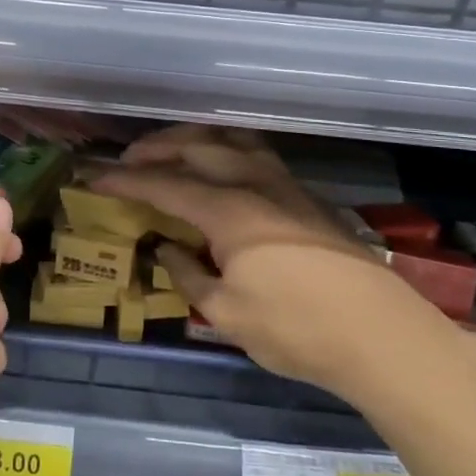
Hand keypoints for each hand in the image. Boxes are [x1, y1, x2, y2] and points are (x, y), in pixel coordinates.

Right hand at [99, 127, 448, 394]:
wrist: (382, 336)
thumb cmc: (297, 330)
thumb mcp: (227, 314)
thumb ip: (189, 275)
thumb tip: (166, 248)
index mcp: (229, 211)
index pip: (164, 184)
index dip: (124, 180)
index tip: (93, 178)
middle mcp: (255, 184)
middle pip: (197, 147)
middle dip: (156, 148)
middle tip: (128, 160)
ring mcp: (286, 186)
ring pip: (232, 141)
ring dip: (194, 140)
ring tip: (171, 152)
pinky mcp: (306, 197)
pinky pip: (255, 154)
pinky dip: (225, 149)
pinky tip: (220, 168)